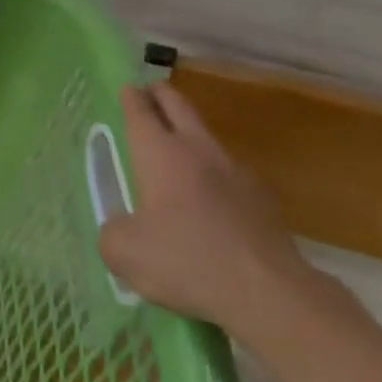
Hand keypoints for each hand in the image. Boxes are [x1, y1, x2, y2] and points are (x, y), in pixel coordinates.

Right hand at [98, 82, 322, 347]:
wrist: (269, 294)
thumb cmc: (186, 261)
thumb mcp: (123, 252)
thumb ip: (112, 232)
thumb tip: (121, 227)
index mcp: (160, 155)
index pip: (141, 113)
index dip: (132, 98)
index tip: (128, 87)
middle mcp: (199, 153)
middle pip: (180, 108)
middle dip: (163, 96)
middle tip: (151, 90)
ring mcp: (237, 174)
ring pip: (208, 139)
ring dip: (190, 132)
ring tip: (177, 143)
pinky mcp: (263, 201)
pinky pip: (230, 174)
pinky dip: (214, 173)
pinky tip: (210, 194)